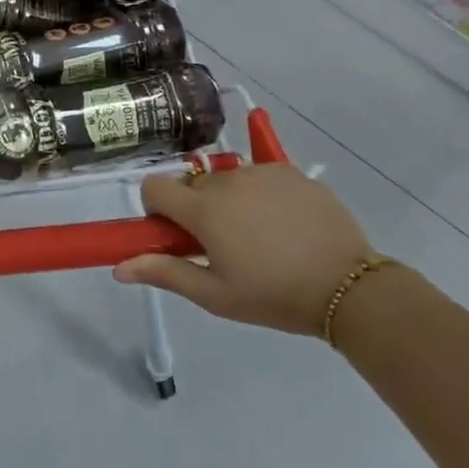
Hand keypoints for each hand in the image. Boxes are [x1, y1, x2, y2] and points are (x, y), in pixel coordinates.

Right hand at [114, 165, 372, 335]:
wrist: (349, 288)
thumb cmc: (274, 296)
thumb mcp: (215, 295)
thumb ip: (165, 273)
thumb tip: (119, 268)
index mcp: (203, 209)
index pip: (154, 187)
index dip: (158, 210)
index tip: (178, 235)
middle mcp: (227, 180)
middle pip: (192, 184)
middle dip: (197, 208)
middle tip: (223, 245)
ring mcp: (262, 172)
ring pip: (227, 179)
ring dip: (230, 201)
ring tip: (260, 237)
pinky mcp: (293, 172)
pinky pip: (261, 176)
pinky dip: (262, 195)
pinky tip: (285, 225)